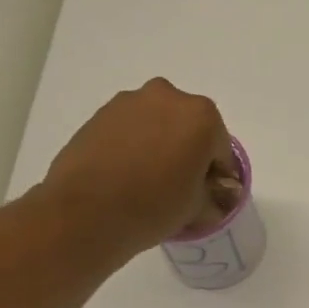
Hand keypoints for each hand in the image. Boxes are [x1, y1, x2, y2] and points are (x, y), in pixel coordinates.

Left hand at [38, 78, 235, 253]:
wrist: (87, 211)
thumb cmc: (154, 207)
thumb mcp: (198, 209)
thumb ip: (214, 195)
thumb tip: (213, 192)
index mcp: (203, 117)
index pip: (221, 150)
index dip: (218, 176)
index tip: (209, 195)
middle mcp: (169, 97)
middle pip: (190, 128)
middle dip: (189, 153)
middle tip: (180, 186)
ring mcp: (131, 101)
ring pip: (158, 124)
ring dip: (161, 146)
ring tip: (149, 181)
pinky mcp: (101, 112)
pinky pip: (131, 128)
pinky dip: (135, 145)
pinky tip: (127, 174)